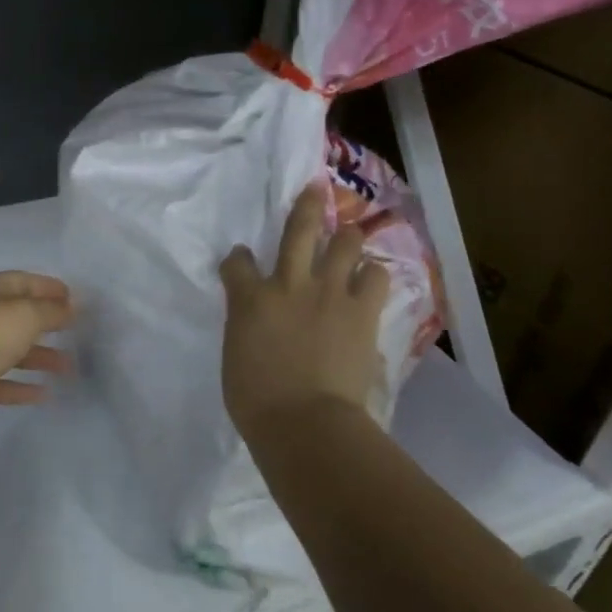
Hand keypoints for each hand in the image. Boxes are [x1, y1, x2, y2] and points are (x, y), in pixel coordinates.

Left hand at [0, 273, 72, 505]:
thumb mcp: (22, 315)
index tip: (76, 299)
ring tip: (69, 368)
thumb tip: (69, 307)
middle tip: (78, 334)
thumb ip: (50, 311)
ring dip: (38, 357)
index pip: (21, 281)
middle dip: (46, 323)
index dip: (48, 288)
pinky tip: (43, 394)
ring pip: (8, 350)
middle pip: (15, 316)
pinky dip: (20, 386)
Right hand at [219, 182, 388, 433]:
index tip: (242, 261)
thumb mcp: (235, 354)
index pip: (237, 261)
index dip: (239, 258)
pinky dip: (372, 275)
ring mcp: (329, 293)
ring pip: (345, 243)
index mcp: (249, 298)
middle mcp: (288, 283)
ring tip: (349, 240)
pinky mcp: (362, 312)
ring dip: (347, 239)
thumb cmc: (256, 399)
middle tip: (315, 189)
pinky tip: (370, 279)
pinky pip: (376, 277)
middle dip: (307, 206)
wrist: (306, 422)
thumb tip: (259, 322)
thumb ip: (246, 326)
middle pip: (299, 229)